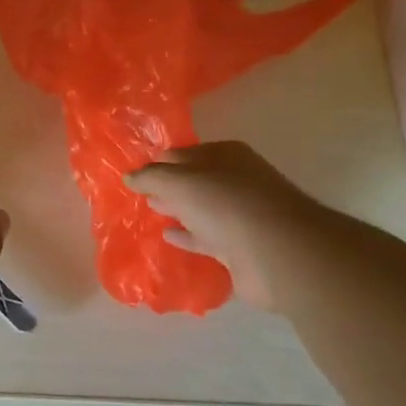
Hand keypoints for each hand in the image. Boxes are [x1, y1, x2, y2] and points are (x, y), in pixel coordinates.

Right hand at [125, 142, 316, 311]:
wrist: (276, 252)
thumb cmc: (226, 204)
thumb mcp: (180, 182)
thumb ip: (151, 177)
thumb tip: (129, 177)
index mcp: (225, 156)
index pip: (183, 153)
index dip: (159, 162)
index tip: (134, 173)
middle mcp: (235, 181)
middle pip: (194, 180)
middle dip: (168, 185)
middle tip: (139, 192)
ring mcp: (240, 215)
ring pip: (200, 209)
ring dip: (177, 209)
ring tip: (150, 210)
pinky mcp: (239, 247)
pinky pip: (206, 237)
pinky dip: (187, 235)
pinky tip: (167, 236)